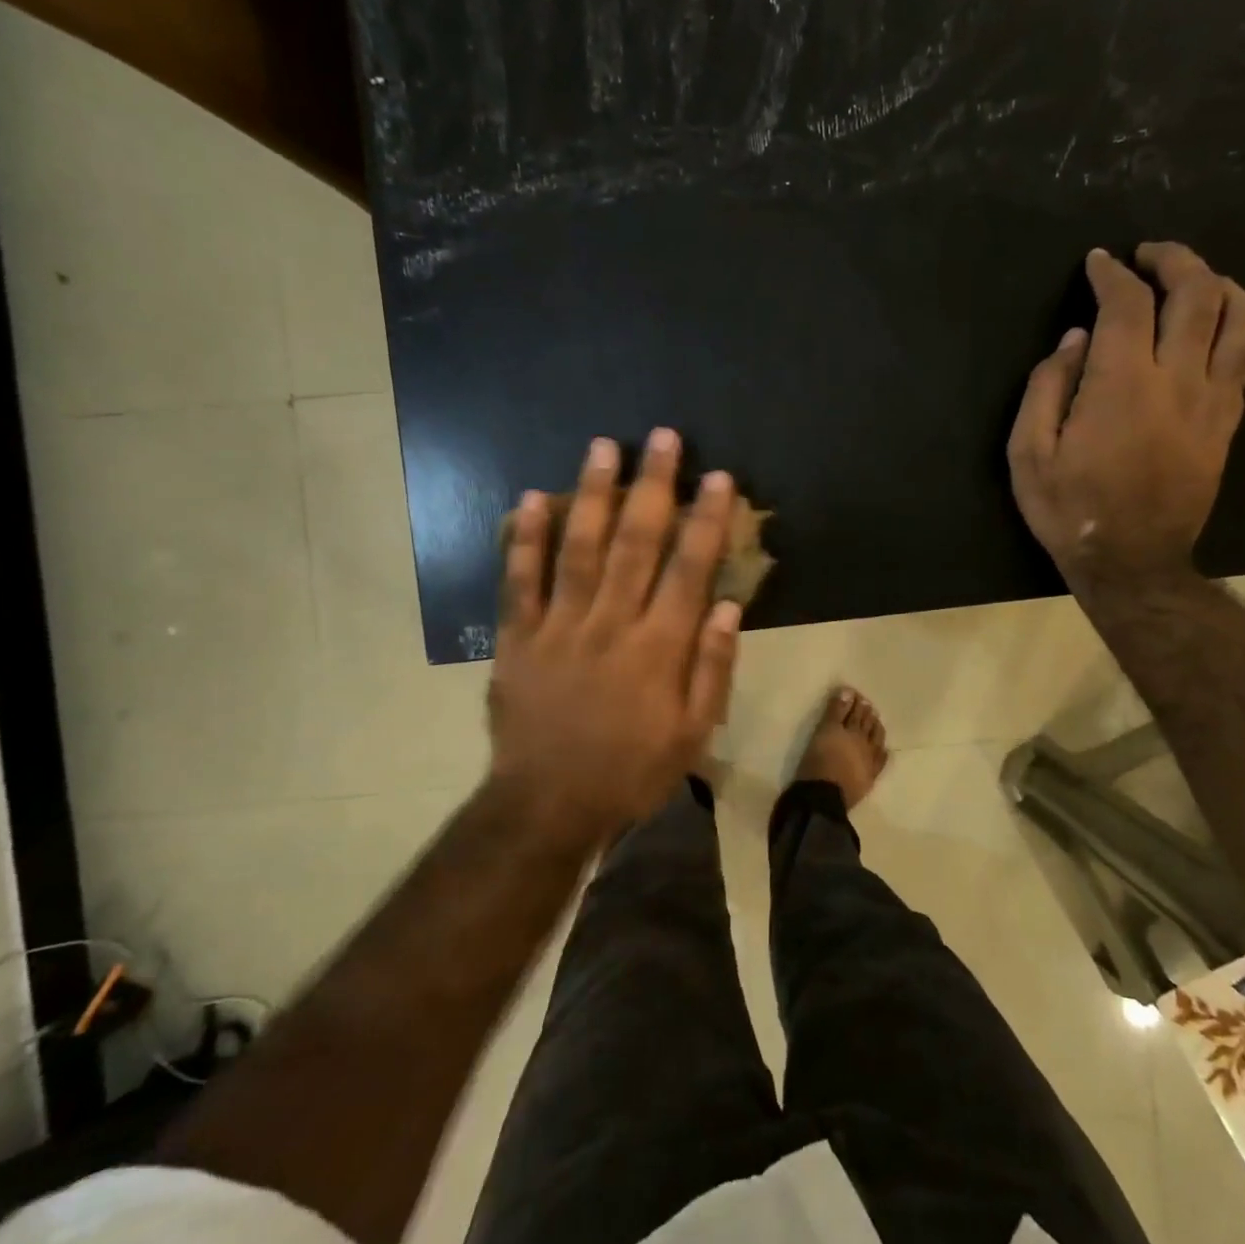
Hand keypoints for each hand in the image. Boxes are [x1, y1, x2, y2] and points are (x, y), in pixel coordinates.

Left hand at [489, 430, 740, 848]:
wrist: (548, 805)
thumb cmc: (631, 771)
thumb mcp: (692, 734)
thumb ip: (712, 668)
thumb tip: (727, 604)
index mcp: (658, 648)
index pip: (689, 568)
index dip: (705, 520)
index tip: (717, 478)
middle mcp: (610, 624)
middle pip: (636, 543)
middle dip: (653, 486)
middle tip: (664, 438)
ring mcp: (559, 627)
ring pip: (579, 548)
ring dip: (593, 495)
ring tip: (603, 447)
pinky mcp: (517, 639)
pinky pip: (519, 581)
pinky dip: (524, 539)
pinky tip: (532, 498)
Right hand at [1008, 242, 1244, 579]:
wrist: (1131, 561)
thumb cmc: (1069, 510)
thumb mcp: (1028, 455)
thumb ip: (1047, 389)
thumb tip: (1075, 341)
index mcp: (1121, 385)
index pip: (1127, 304)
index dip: (1112, 274)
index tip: (1098, 262)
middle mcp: (1177, 379)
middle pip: (1196, 293)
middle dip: (1172, 259)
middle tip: (1146, 255)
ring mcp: (1213, 399)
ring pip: (1240, 316)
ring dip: (1219, 282)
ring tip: (1193, 278)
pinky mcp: (1228, 421)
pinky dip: (1237, 322)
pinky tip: (1216, 323)